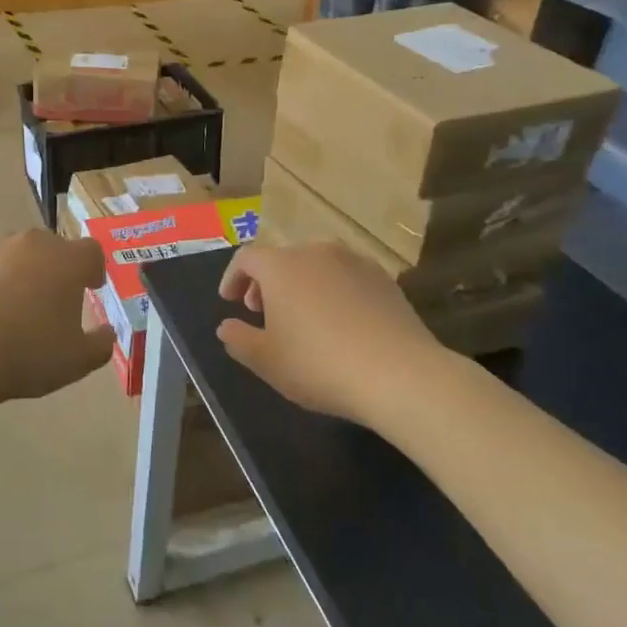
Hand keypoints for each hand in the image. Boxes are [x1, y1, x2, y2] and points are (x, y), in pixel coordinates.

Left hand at [0, 230, 113, 404]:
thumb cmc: (28, 355)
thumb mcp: (78, 361)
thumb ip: (101, 344)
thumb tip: (107, 332)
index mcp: (67, 262)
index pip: (91, 251)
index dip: (93, 269)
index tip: (90, 288)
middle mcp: (33, 243)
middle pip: (53, 247)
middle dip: (56, 268)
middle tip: (50, 300)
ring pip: (16, 251)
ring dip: (20, 269)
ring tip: (11, 304)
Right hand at [216, 242, 450, 425]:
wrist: (400, 374)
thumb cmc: (319, 364)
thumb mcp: (266, 360)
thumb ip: (238, 339)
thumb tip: (226, 326)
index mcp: (281, 266)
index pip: (246, 258)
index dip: (232, 278)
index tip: (230, 302)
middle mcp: (316, 252)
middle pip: (282, 258)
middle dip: (266, 282)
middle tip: (263, 311)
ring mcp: (354, 262)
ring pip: (316, 265)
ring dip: (301, 284)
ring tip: (302, 316)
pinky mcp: (384, 279)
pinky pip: (346, 277)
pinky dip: (333, 291)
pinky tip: (340, 323)